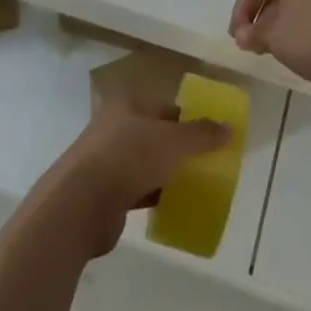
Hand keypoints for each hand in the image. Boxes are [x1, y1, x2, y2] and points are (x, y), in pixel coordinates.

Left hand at [30, 101, 230, 258]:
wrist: (81, 204)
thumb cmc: (128, 158)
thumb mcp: (172, 141)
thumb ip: (201, 134)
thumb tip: (229, 126)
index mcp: (126, 104)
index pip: (165, 106)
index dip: (189, 119)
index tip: (213, 137)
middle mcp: (115, 126)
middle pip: (156, 134)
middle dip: (181, 148)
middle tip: (209, 164)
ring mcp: (108, 159)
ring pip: (147, 162)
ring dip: (169, 172)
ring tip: (198, 186)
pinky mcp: (105, 190)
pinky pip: (139, 189)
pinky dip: (156, 195)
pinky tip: (175, 206)